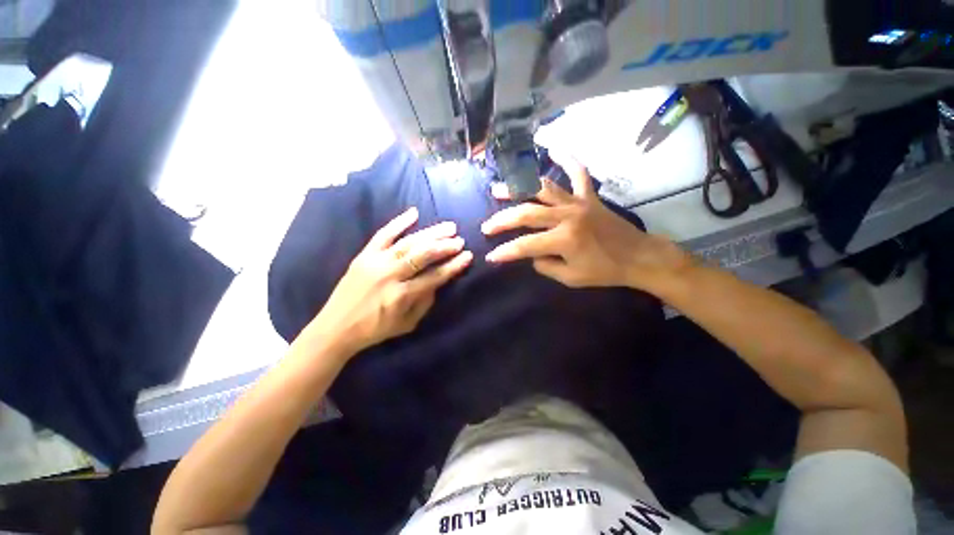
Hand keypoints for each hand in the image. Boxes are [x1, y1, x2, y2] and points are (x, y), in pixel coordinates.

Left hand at [308, 207, 472, 355]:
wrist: (335, 327)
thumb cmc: (374, 329)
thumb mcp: (406, 325)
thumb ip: (425, 303)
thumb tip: (438, 283)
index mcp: (401, 296)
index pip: (434, 277)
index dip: (453, 266)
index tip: (468, 256)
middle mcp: (389, 275)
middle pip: (422, 255)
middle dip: (444, 246)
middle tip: (460, 240)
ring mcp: (375, 262)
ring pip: (408, 242)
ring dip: (430, 233)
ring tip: (449, 227)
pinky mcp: (364, 255)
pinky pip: (382, 234)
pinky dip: (398, 222)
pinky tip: (414, 213)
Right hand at [481, 156, 690, 291]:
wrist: (638, 257)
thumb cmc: (604, 271)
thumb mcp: (571, 278)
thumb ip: (546, 266)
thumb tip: (532, 255)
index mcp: (563, 240)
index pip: (525, 246)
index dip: (505, 252)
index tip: (491, 256)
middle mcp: (567, 216)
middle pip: (527, 214)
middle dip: (502, 220)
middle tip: (486, 226)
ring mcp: (578, 203)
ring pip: (543, 189)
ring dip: (519, 187)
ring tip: (500, 187)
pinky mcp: (589, 197)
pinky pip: (578, 174)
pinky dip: (568, 160)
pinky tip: (556, 148)